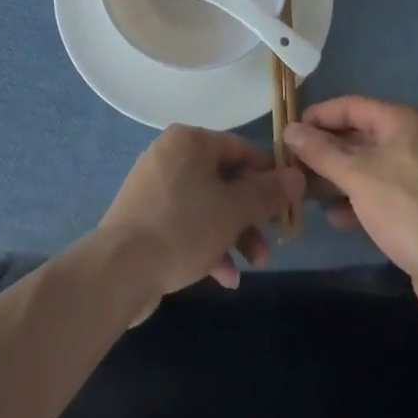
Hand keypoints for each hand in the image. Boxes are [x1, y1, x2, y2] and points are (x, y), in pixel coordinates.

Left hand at [97, 126, 305, 318]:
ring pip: (207, 205)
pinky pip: (186, 224)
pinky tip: (224, 277)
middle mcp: (170, 155)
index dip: (268, 176)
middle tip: (270, 242)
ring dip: (234, 234)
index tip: (288, 203)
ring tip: (252, 265)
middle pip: (224, 180)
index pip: (240, 149)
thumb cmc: (183, 227)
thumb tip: (296, 177)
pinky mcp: (146, 217)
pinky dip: (207, 245)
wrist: (120, 268)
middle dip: (250, 215)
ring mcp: (155, 187)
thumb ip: (267, 194)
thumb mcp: (234, 210)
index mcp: (189, 141)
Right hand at [284, 97, 417, 332]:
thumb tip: (289, 129)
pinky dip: (360, 198)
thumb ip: (320, 151)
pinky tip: (336, 217)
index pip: (351, 106)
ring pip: (370, 165)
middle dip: (326, 151)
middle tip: (294, 164)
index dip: (318, 116)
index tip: (290, 131)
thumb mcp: (355, 176)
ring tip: (307, 192)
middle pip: (360, 136)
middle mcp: (416, 139)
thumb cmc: (404, 209)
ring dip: (338, 177)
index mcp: (404, 121)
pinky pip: (384, 190)